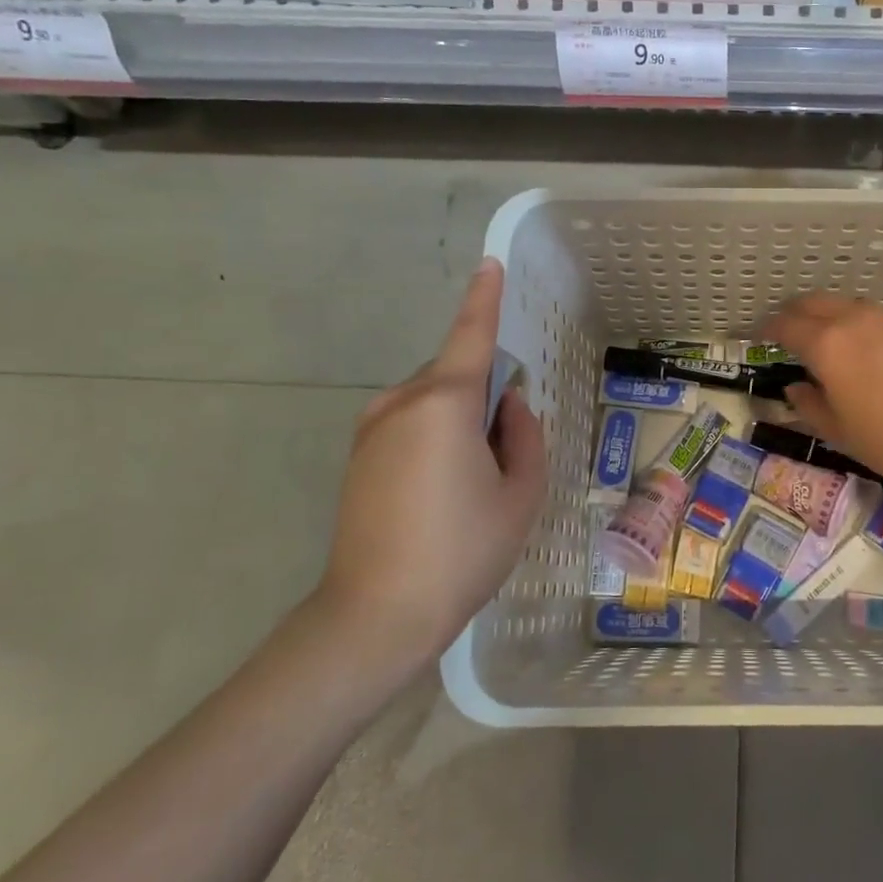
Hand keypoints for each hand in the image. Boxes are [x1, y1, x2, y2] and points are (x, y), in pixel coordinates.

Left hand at [322, 259, 547, 662]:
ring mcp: (371, 430)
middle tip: (505, 454)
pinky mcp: (357, 458)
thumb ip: (525, 436)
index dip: (484, 299)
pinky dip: (435, 437)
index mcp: (444, 403)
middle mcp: (401, 403)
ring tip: (473, 484)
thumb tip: (510, 406)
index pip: (471, 336)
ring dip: (459, 420)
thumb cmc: (463, 551)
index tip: (489, 266)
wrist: (376, 616)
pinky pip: (409, 424)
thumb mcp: (520, 495)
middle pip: (455, 374)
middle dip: (484, 394)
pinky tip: (442, 494)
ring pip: (432, 402)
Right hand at [765, 292, 882, 494]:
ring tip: (827, 338)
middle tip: (788, 331)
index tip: (760, 337)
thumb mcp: (840, 433)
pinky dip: (861, 324)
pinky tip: (870, 349)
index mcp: (827, 346)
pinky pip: (878, 317)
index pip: (786, 325)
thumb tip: (796, 388)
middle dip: (795, 313)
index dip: (768, 329)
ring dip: (829, 315)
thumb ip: (810, 406)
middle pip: (814, 303)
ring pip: (848, 305)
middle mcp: (855, 321)